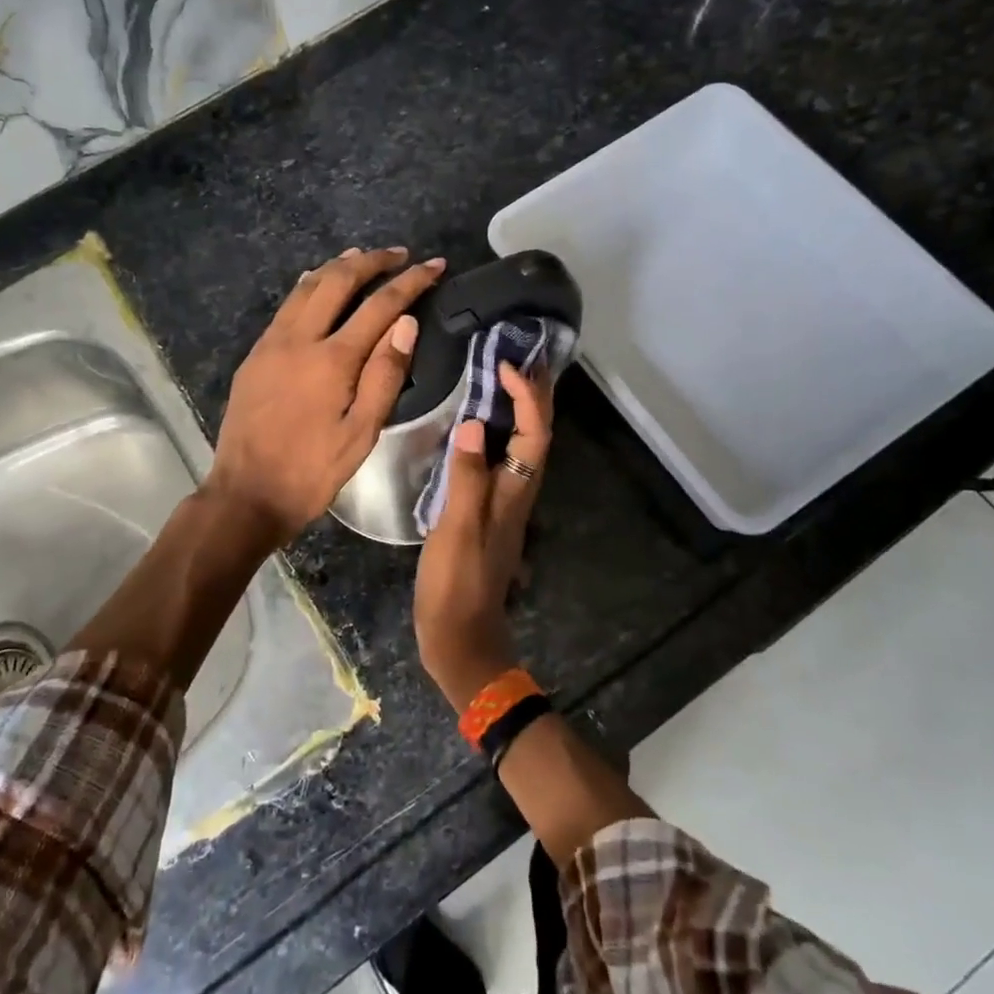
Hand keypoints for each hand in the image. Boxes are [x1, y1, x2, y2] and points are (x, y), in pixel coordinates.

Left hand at [205, 246, 445, 546]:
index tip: (435, 266)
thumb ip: (385, 375)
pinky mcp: (255, 354)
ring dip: (338, 266)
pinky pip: (287, 306)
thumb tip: (406, 323)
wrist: (246, 493)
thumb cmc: (312, 471)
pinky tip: (318, 285)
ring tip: (362, 256)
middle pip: (338, 280)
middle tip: (400, 254)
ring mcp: (271, 343)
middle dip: (372, 261)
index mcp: (332, 359)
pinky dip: (310, 286)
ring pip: (306, 287)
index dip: (411, 282)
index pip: (381, 306)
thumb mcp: (361, 433)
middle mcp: (299, 339)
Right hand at [413, 362, 553, 710]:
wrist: (460, 635)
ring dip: (520, 410)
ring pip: (522, 446)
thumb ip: (465, 478)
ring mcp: (504, 503)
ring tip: (502, 379)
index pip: (533, 433)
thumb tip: (471, 424)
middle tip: (520, 358)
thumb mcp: (456, 529)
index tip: (507, 365)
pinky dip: (498, 433)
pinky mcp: (488, 511)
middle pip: (537, 435)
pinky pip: (502, 460)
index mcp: (514, 493)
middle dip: (535, 396)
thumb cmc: (456, 584)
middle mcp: (518, 492)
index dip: (528, 397)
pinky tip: (477, 427)